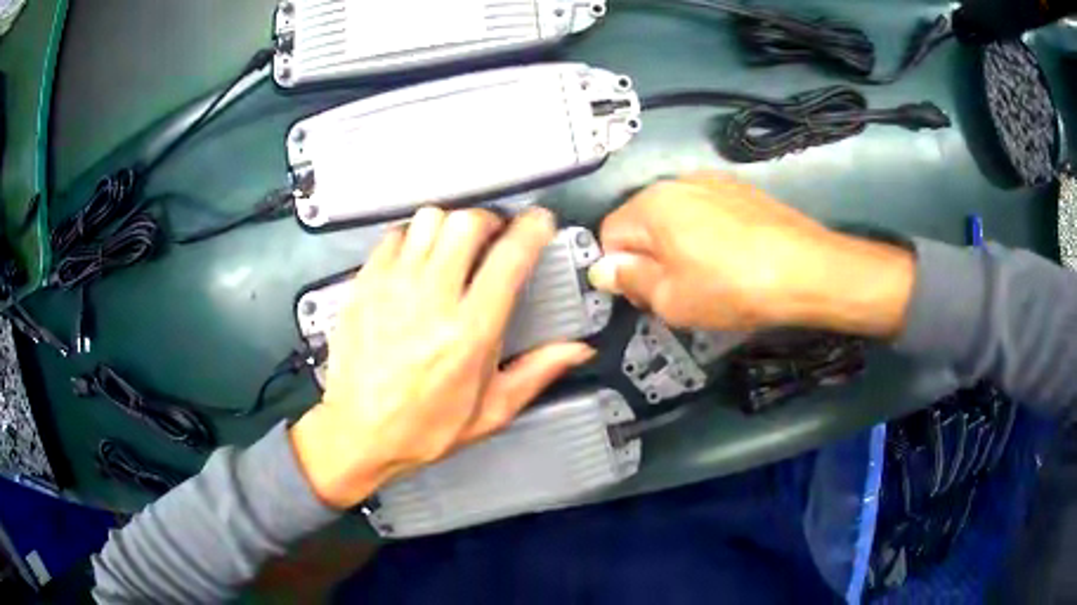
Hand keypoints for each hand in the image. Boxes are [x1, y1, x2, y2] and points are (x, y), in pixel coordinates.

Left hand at [291, 207, 594, 508]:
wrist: (357, 433)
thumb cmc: (424, 428)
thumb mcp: (490, 412)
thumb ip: (537, 373)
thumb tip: (578, 350)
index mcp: (470, 332)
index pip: (510, 258)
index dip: (532, 229)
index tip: (539, 222)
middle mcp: (431, 299)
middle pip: (467, 223)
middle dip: (489, 221)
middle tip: (492, 237)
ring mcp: (392, 287)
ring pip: (429, 220)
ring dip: (449, 226)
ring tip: (452, 248)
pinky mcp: (364, 285)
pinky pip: (393, 236)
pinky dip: (411, 238)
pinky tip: (415, 261)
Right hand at [589, 172, 914, 335]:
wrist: (806, 269)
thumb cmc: (732, 288)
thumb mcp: (672, 299)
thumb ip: (630, 280)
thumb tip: (602, 269)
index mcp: (652, 204)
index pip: (609, 235)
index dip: (621, 270)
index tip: (646, 295)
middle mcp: (678, 182)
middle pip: (643, 223)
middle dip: (650, 257)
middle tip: (679, 291)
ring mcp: (713, 181)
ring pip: (676, 217)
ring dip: (679, 246)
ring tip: (710, 276)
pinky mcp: (741, 190)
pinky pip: (706, 212)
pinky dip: (707, 235)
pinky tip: (733, 258)